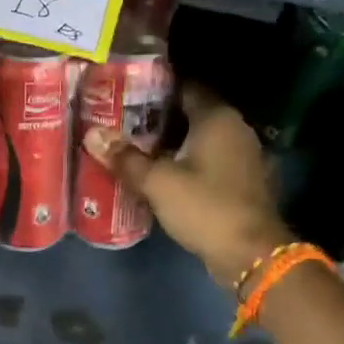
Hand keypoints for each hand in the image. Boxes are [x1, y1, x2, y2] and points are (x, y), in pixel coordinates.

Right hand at [82, 83, 291, 287]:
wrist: (251, 255)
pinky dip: (184, 163)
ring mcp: (242, 157)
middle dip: (156, 119)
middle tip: (120, 123)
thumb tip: (92, 135)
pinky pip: (207, 162)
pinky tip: (159, 174)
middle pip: (190, 114)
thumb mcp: (158, 182)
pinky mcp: (241, 182)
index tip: (124, 94)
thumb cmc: (205, 208)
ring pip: (198, 140)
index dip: (153, 89)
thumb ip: (125, 158)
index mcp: (218, 118)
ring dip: (170, 144)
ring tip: (132, 148)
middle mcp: (235, 129)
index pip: (184, 88)